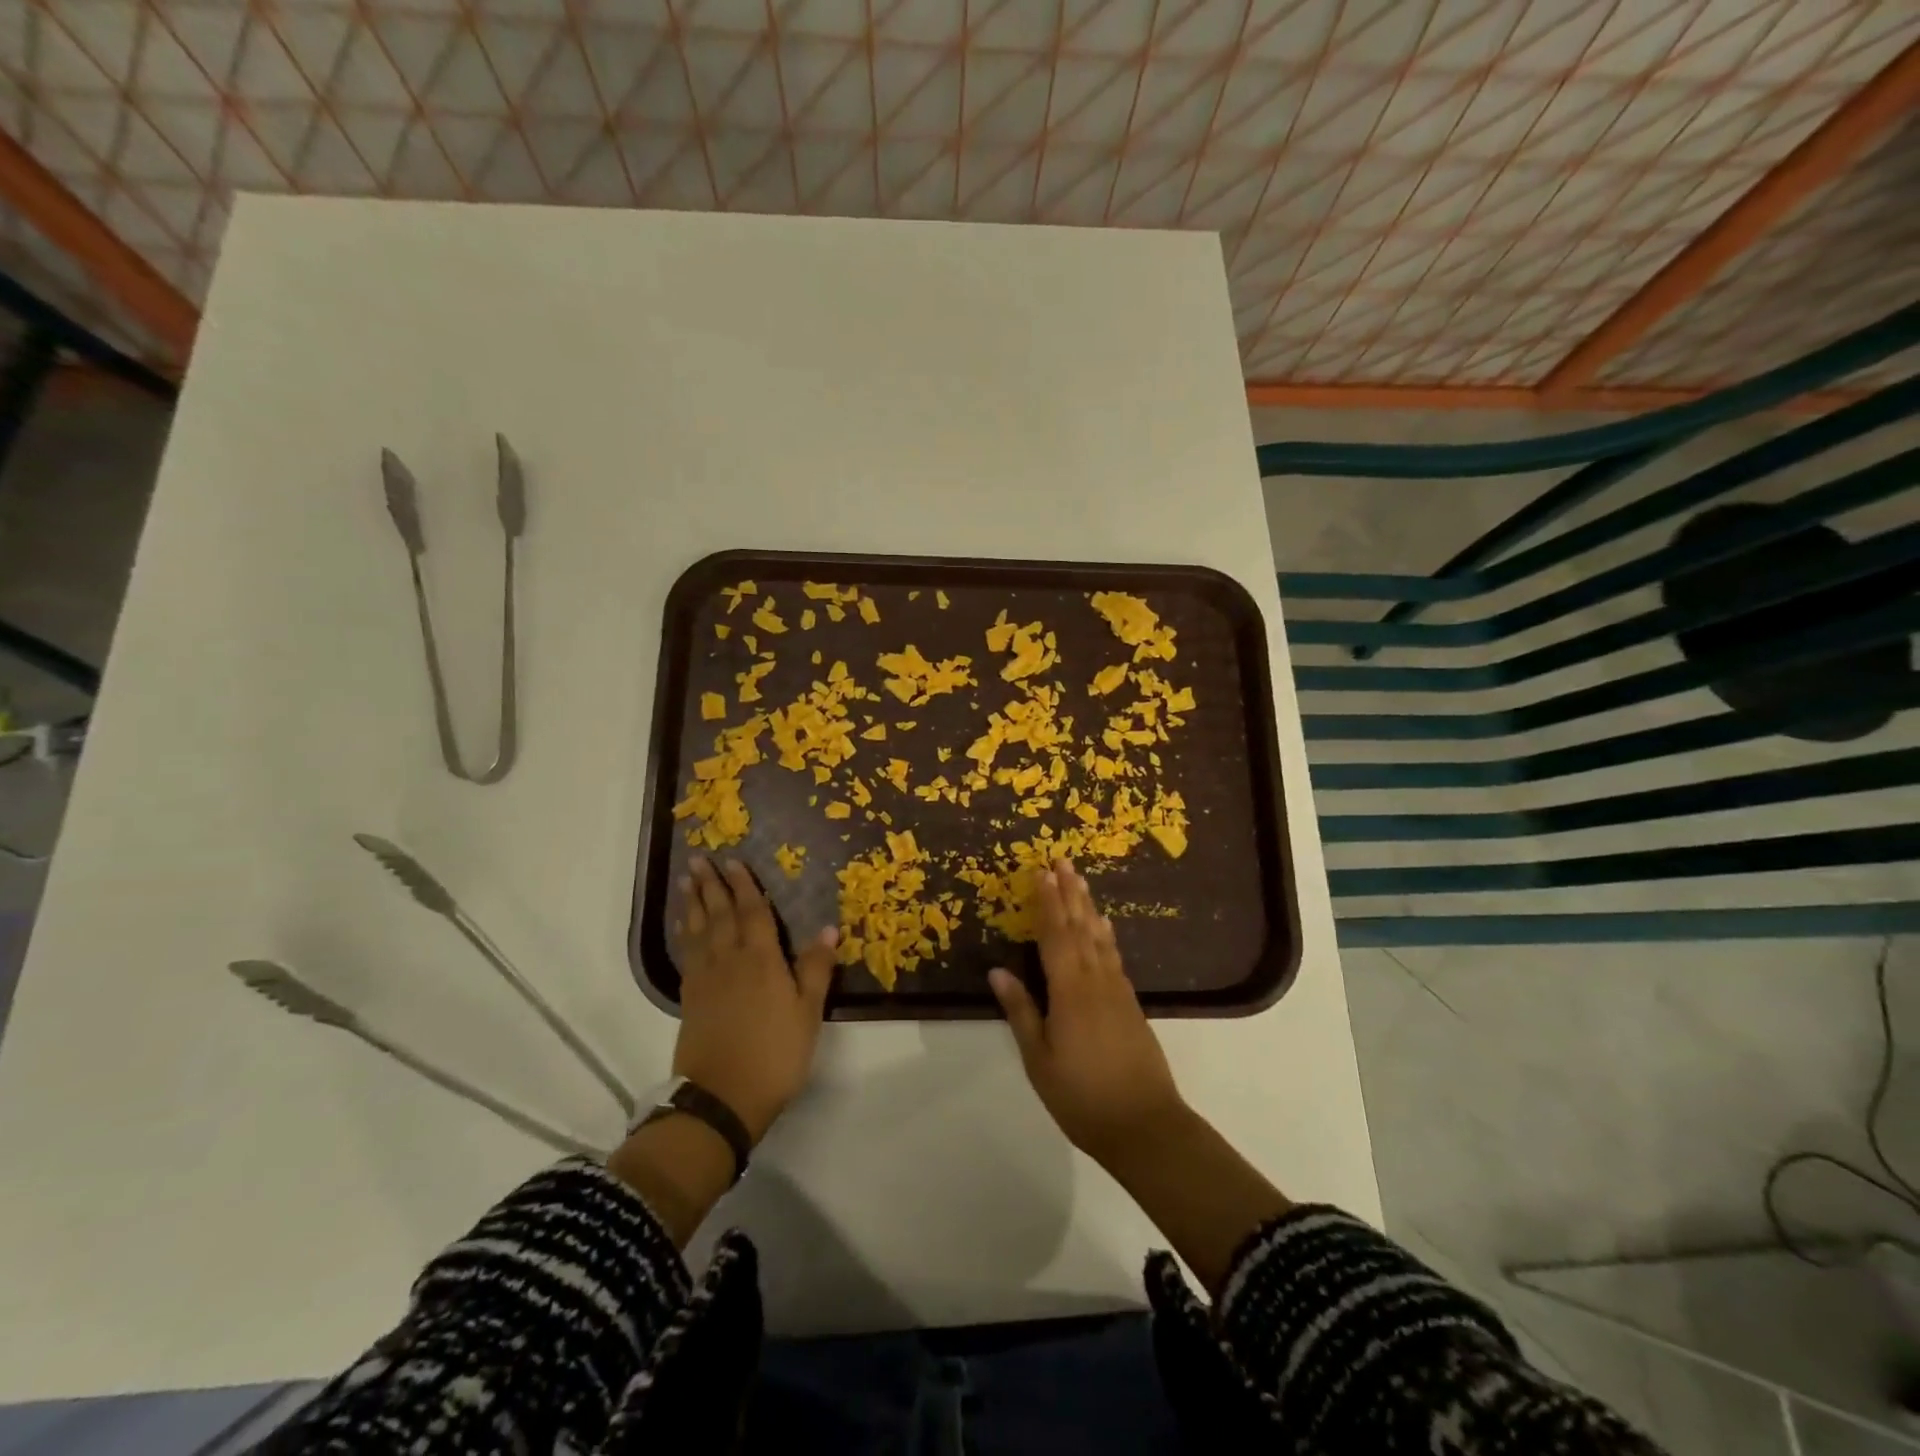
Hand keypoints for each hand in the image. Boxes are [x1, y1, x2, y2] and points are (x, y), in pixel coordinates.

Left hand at [673, 856, 836, 1142]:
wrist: (721, 1098)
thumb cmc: (775, 1054)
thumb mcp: (808, 1013)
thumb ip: (816, 969)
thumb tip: (829, 928)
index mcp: (761, 960)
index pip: (753, 914)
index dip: (744, 886)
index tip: (734, 861)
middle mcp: (730, 961)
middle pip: (720, 915)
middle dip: (712, 885)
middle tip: (699, 859)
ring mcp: (705, 980)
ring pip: (699, 931)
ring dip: (694, 903)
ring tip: (686, 881)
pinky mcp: (690, 999)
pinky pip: (687, 954)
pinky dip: (685, 934)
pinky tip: (685, 927)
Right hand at [988, 859, 1185, 1168]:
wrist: (1145, 1125)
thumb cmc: (1082, 1096)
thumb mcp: (1039, 1059)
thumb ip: (1021, 1011)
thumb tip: (997, 970)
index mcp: (1069, 990)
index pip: (1055, 935)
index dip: (1047, 903)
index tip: (1041, 872)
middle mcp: (1096, 980)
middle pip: (1080, 927)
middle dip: (1070, 893)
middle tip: (1063, 861)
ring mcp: (1118, 990)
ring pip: (1099, 937)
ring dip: (1088, 907)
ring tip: (1081, 881)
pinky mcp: (1131, 1003)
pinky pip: (1114, 955)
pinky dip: (1106, 934)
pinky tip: (1104, 927)